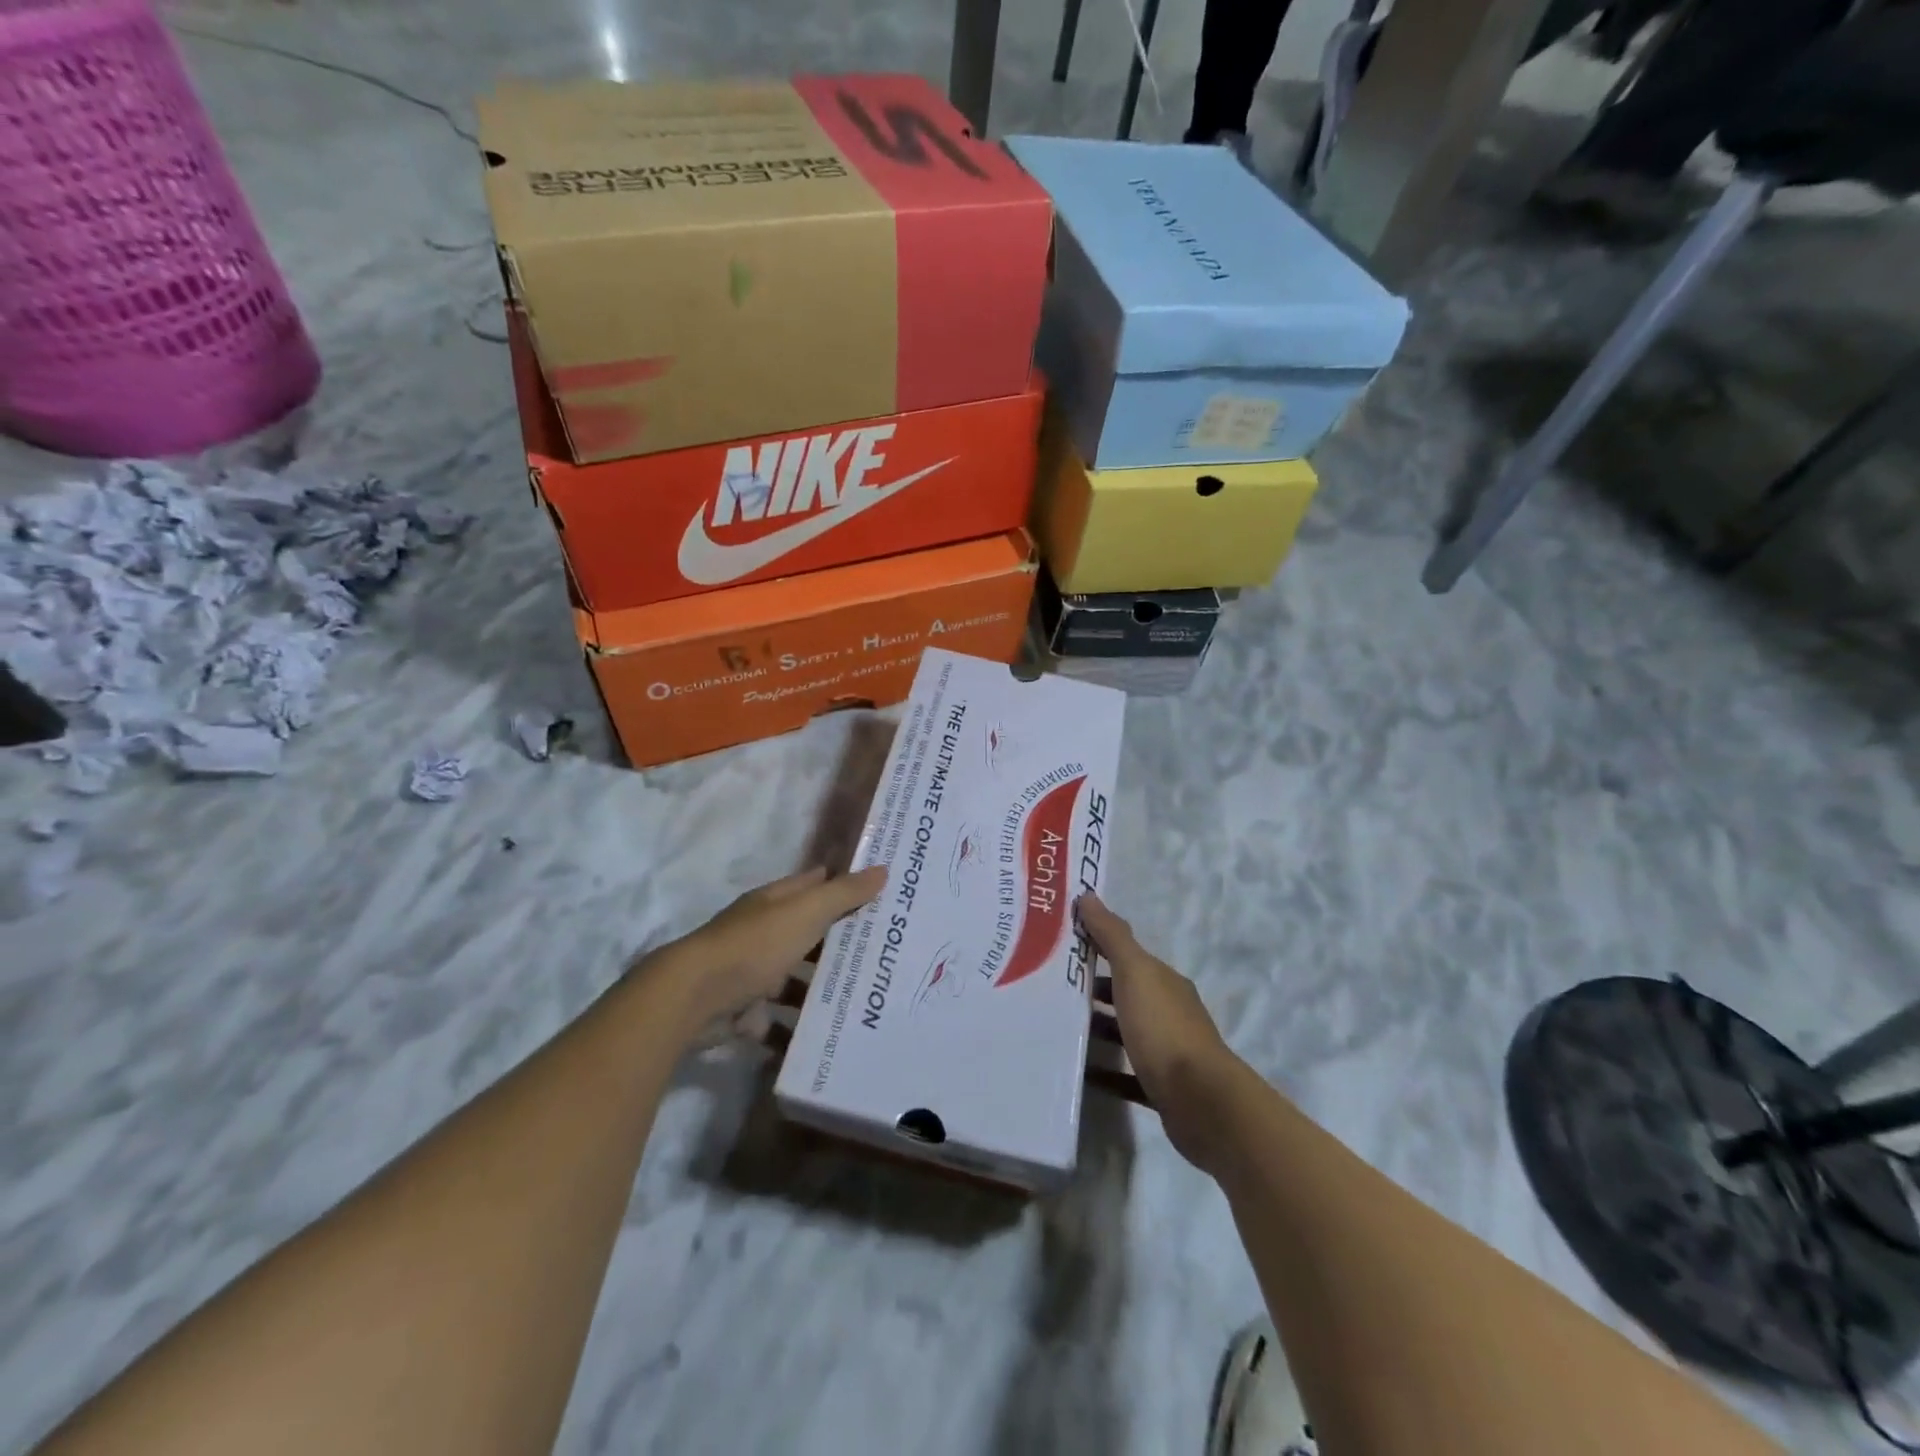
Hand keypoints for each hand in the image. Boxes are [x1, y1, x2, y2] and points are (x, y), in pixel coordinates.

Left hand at [644, 867, 886, 1034]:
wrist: (694, 998)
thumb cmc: (755, 945)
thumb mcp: (806, 912)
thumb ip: (843, 894)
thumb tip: (882, 870)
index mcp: (775, 903)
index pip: (814, 885)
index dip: (843, 885)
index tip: (879, 892)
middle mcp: (763, 933)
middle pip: (808, 934)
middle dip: (841, 942)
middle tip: (886, 953)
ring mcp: (753, 974)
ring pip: (796, 980)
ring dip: (821, 990)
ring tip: (866, 1001)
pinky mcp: (746, 1013)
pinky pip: (779, 1022)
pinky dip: (798, 1030)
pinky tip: (829, 1036)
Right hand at [1077, 893, 1243, 1169]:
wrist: (1202, 1102)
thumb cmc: (1164, 1029)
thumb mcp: (1135, 974)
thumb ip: (1112, 936)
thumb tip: (1089, 895)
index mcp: (1164, 981)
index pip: (1127, 956)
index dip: (1096, 946)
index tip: (1060, 945)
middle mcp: (1170, 1011)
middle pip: (1126, 993)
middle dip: (1092, 989)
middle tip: (1048, 988)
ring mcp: (1169, 1051)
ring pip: (1126, 1032)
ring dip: (1097, 1028)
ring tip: (1056, 1027)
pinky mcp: (1163, 1087)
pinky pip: (1128, 1074)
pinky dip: (1106, 1071)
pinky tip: (1080, 1071)